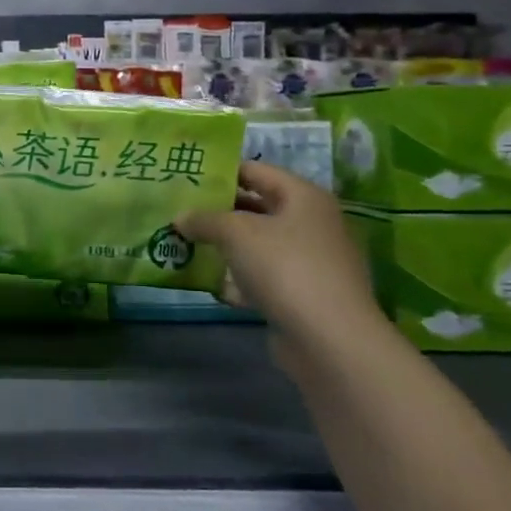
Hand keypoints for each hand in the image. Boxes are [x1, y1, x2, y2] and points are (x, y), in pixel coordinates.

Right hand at [175, 162, 381, 343]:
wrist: (330, 339)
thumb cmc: (285, 268)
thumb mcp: (236, 233)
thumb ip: (205, 220)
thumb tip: (180, 218)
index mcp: (304, 197)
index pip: (256, 171)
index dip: (221, 171)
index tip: (186, 177)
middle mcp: (311, 223)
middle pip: (257, 207)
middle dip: (218, 210)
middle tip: (179, 210)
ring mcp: (310, 261)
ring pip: (258, 244)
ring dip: (224, 245)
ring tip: (185, 244)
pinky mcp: (302, 294)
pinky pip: (263, 276)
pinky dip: (238, 278)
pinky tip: (209, 283)